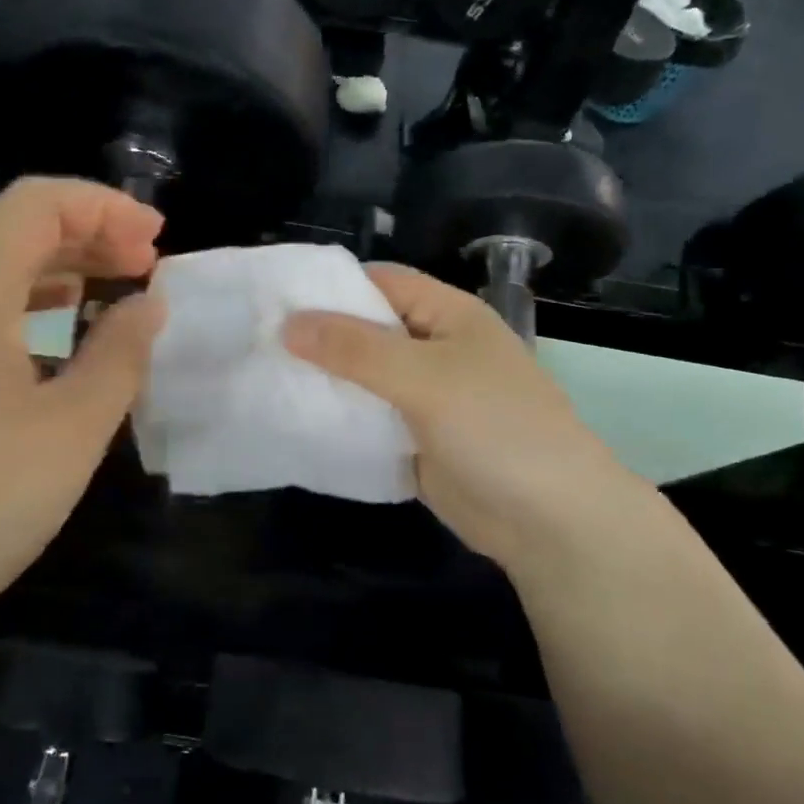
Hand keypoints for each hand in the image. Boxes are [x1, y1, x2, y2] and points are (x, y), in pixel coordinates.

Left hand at [0, 178, 164, 620]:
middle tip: (146, 263)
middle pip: (11, 227)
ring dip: (58, 264)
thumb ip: (120, 353)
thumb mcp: (73, 426)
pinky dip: (27, 300)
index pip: (35, 204)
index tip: (157, 239)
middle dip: (86, 232)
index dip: (104, 207)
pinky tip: (61, 328)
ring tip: (114, 285)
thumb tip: (148, 304)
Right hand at [283, 263, 642, 570]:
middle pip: (367, 331)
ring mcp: (425, 398)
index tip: (273, 297)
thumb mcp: (423, 378)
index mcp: (448, 316)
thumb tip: (288, 324)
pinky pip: (368, 420)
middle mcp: (434, 350)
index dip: (330, 286)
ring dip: (324, 381)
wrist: (549, 521)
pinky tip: (293, 420)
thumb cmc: (495, 428)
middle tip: (255, 342)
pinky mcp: (415, 441)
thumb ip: (355, 349)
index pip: (380, 282)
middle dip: (318, 337)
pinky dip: (338, 419)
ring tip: (262, 378)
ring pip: (363, 378)